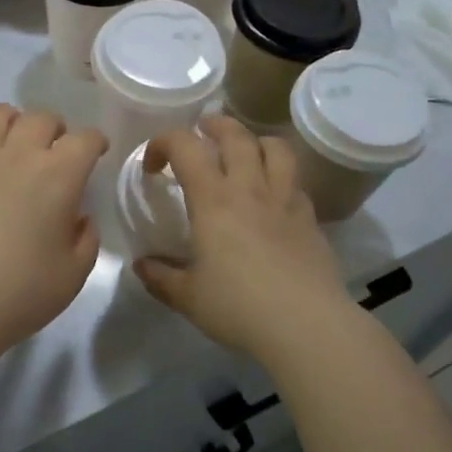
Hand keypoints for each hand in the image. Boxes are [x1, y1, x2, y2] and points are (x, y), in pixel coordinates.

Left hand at [0, 104, 107, 354]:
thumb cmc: (22, 293)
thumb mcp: (74, 273)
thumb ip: (85, 237)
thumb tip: (77, 217)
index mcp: (59, 175)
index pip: (85, 139)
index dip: (95, 143)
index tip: (96, 154)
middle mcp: (18, 155)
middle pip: (41, 117)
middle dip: (55, 129)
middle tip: (54, 152)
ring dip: (10, 122)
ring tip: (11, 144)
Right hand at [134, 116, 352, 356]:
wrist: (305, 325)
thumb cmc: (238, 307)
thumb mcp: (188, 297)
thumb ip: (161, 277)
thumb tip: (142, 265)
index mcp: (213, 200)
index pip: (185, 146)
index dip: (163, 143)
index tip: (154, 167)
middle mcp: (250, 188)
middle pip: (235, 134)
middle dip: (213, 126)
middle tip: (201, 134)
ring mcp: (285, 199)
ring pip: (275, 147)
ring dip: (254, 140)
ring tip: (244, 151)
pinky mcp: (310, 217)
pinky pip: (295, 180)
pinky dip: (280, 175)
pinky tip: (272, 196)